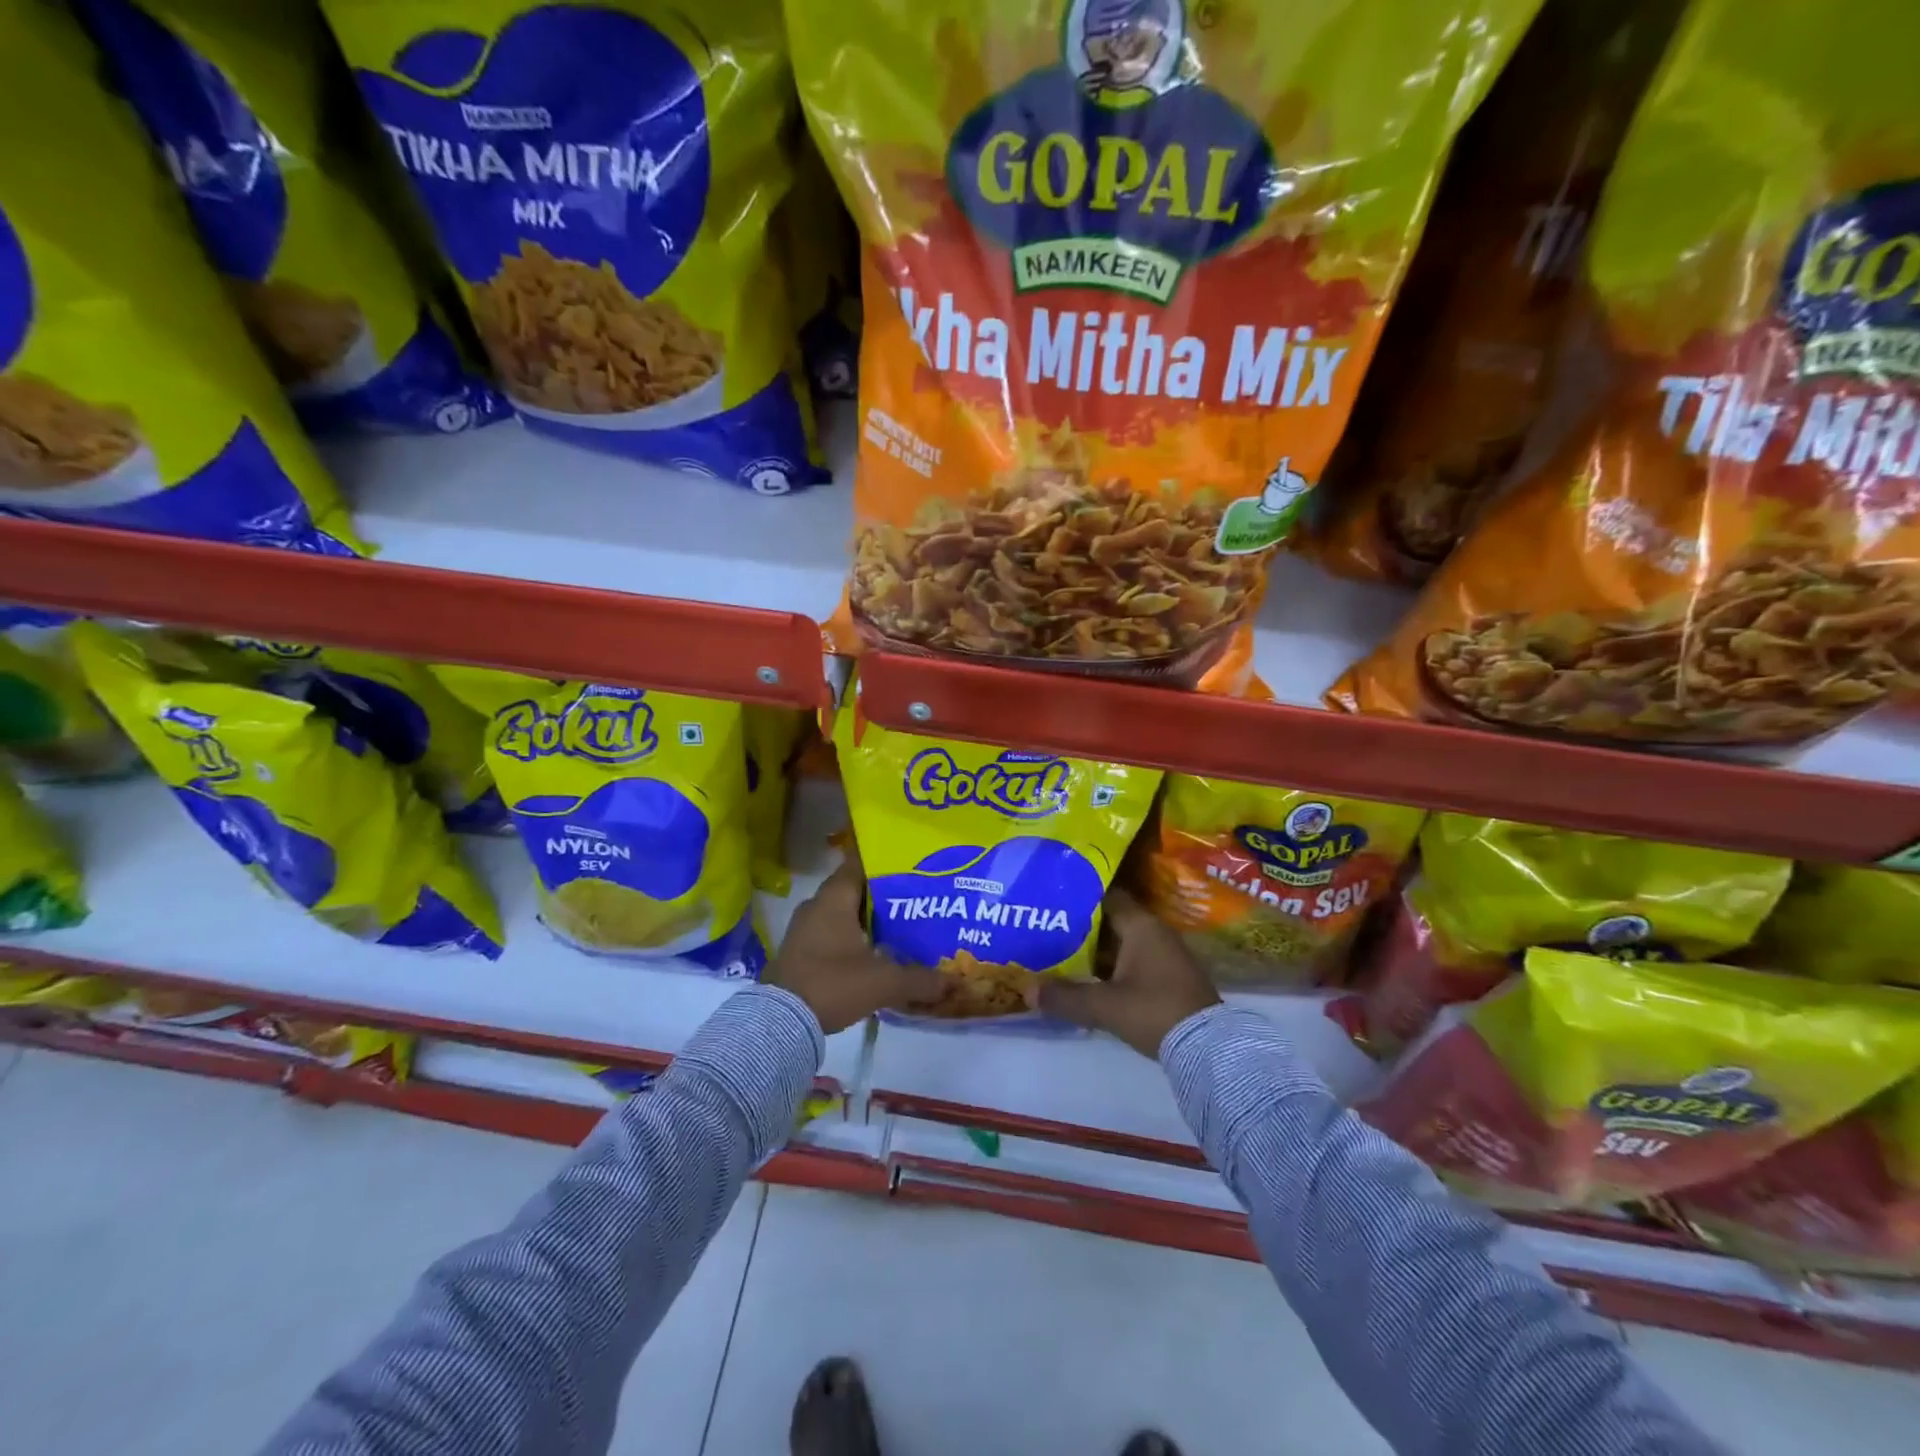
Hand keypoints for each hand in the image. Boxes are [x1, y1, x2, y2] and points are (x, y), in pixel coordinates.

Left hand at [766, 855, 943, 1034]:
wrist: (780, 1023)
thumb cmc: (833, 984)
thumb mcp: (884, 982)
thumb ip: (920, 979)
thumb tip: (953, 982)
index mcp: (834, 898)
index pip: (860, 865)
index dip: (886, 864)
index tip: (912, 867)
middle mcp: (816, 905)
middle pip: (854, 890)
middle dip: (882, 896)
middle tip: (915, 900)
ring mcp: (804, 929)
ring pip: (842, 914)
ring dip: (866, 920)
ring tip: (900, 927)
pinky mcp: (799, 952)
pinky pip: (831, 934)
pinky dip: (852, 939)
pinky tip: (874, 953)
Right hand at [1034, 888, 1220, 1057]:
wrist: (1209, 1049)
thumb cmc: (1155, 1011)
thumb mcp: (1105, 1006)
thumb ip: (1065, 996)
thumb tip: (1027, 989)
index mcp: (1142, 926)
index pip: (1108, 897)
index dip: (1081, 896)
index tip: (1054, 898)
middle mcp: (1156, 933)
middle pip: (1114, 921)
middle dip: (1083, 926)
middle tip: (1050, 928)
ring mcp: (1167, 956)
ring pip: (1124, 944)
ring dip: (1098, 950)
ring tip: (1063, 953)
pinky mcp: (1172, 978)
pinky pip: (1135, 961)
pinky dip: (1114, 966)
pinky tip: (1092, 979)